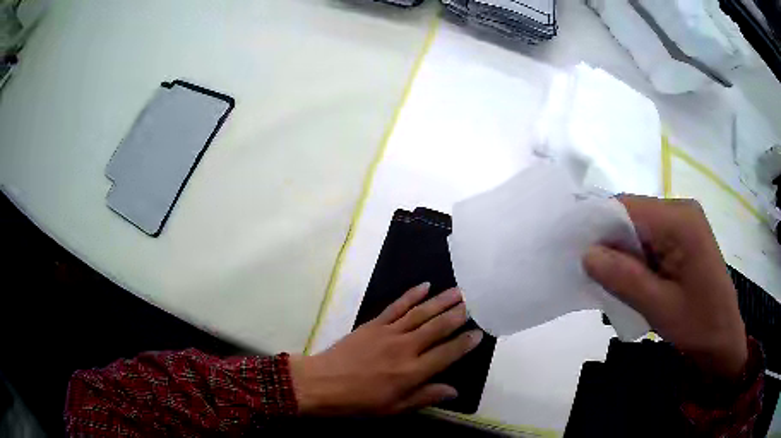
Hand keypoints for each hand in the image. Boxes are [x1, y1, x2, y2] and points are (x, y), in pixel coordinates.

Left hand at [289, 283, 482, 415]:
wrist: (322, 383)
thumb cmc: (359, 401)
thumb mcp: (394, 408)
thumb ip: (425, 396)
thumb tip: (454, 390)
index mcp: (412, 372)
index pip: (447, 354)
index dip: (465, 343)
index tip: (479, 332)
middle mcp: (405, 348)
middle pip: (437, 328)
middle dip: (458, 315)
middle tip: (473, 303)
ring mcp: (389, 332)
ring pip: (421, 313)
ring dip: (441, 301)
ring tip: (458, 291)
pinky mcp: (374, 324)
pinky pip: (397, 306)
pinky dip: (412, 295)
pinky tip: (425, 286)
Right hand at [583, 196, 746, 380]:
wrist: (722, 338)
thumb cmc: (697, 325)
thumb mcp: (659, 307)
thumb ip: (624, 278)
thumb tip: (586, 253)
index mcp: (680, 221)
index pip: (627, 208)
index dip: (597, 225)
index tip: (574, 252)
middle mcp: (681, 211)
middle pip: (632, 215)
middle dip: (610, 243)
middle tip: (592, 276)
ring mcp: (684, 222)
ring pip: (639, 228)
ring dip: (623, 254)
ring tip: (612, 284)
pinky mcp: (683, 236)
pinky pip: (650, 239)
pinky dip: (636, 258)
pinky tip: (633, 281)